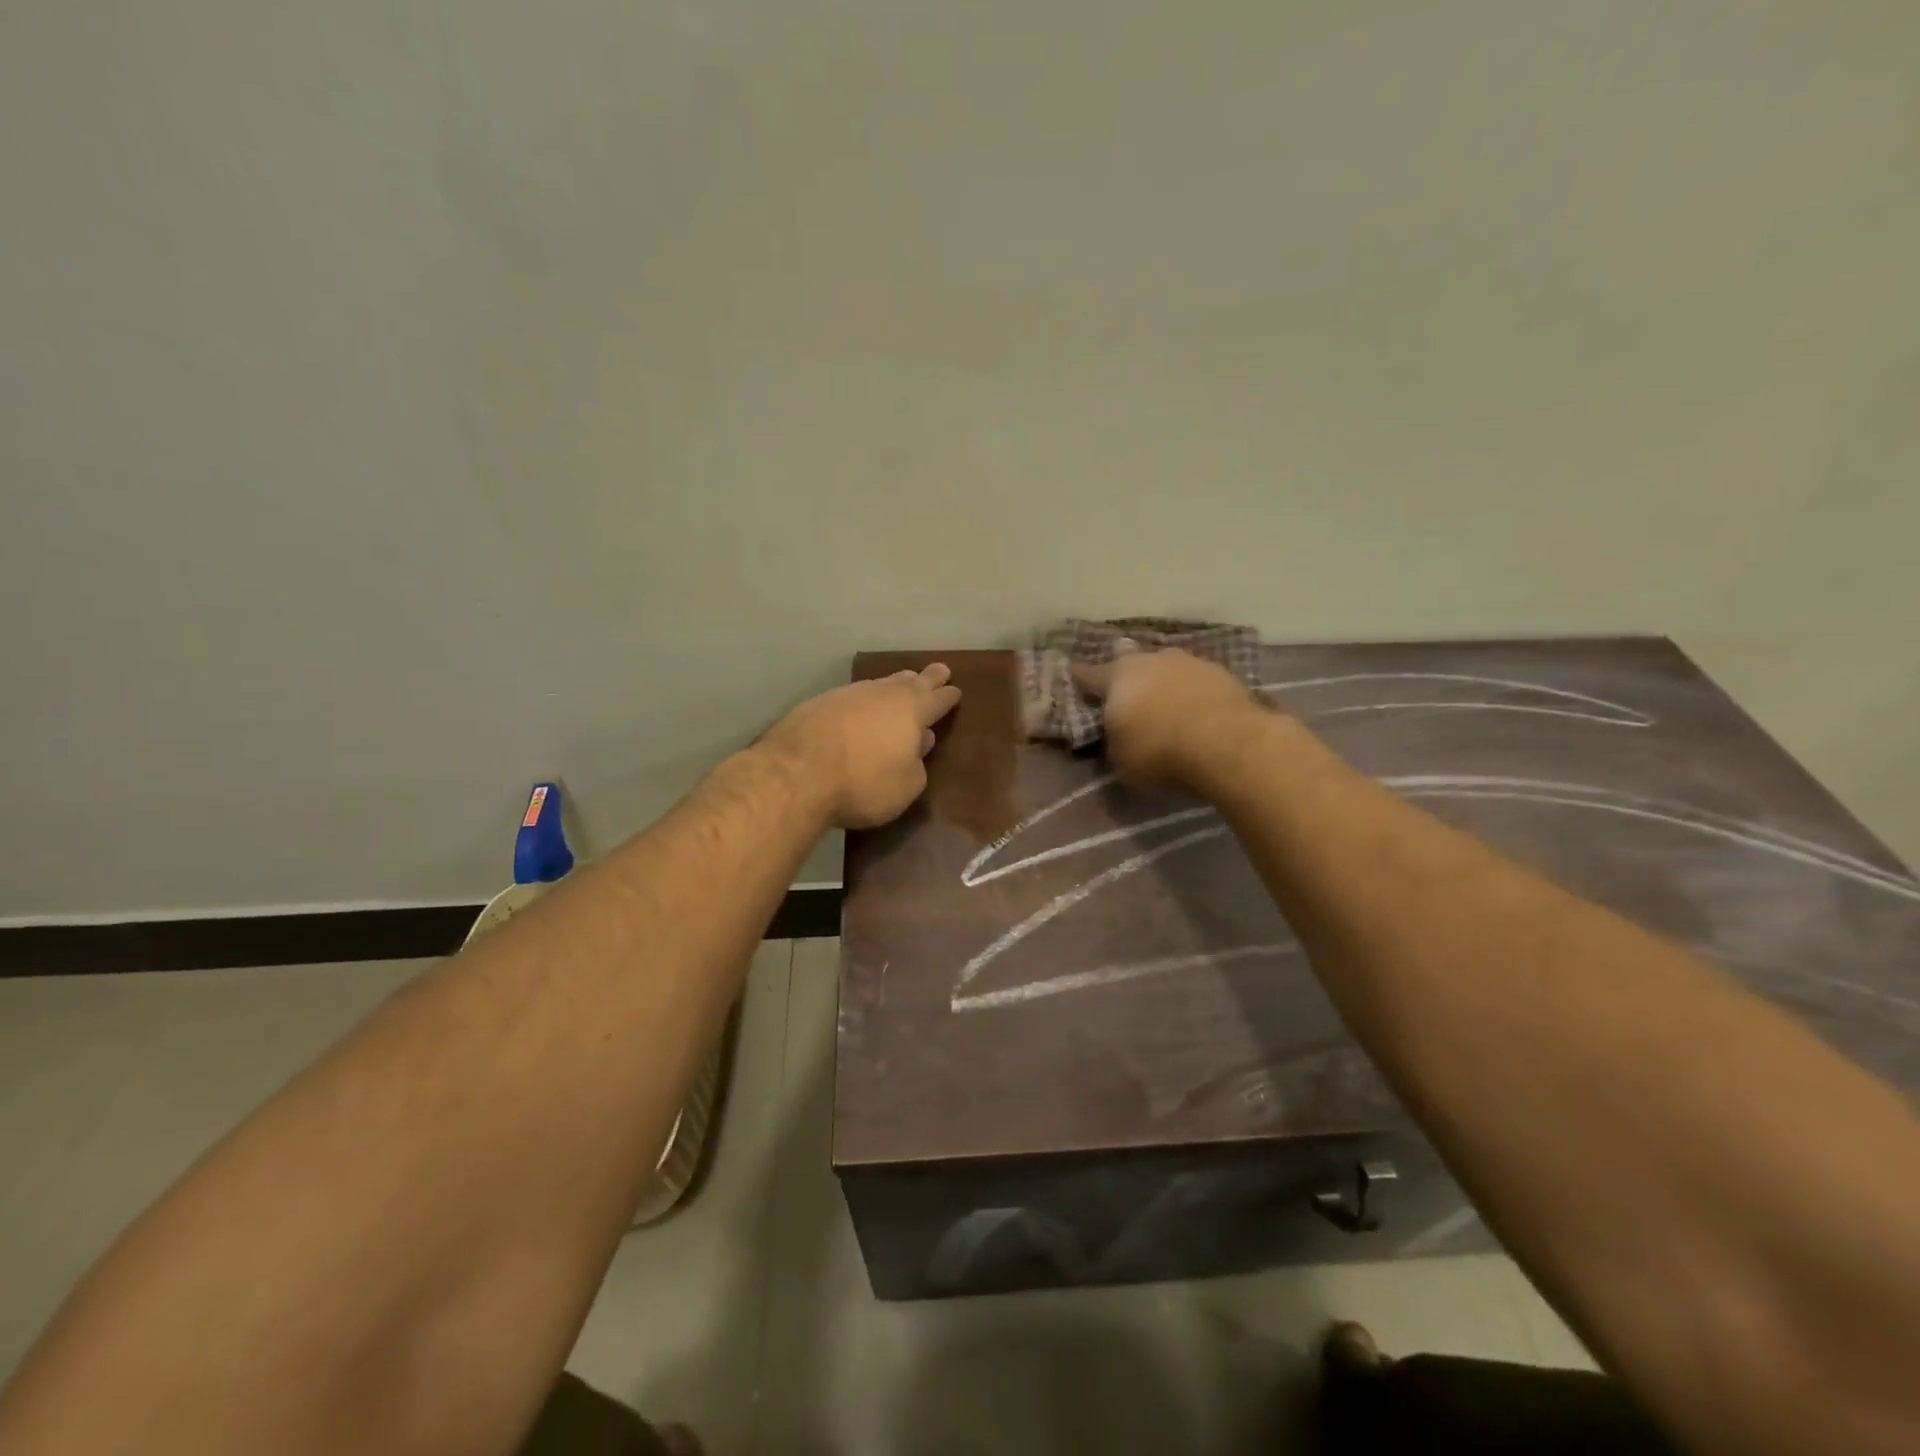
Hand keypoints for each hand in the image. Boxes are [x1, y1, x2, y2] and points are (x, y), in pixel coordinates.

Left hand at [763, 664, 962, 828]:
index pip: (937, 700)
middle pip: (910, 682)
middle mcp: (882, 694)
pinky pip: (852, 696)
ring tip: (902, 682)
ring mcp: (848, 695)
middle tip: (939, 670)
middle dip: (927, 678)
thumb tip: (918, 744)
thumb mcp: (905, 786)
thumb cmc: (863, 783)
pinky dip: (863, 700)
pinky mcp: (818, 704)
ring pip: (879, 684)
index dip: (948, 697)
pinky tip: (860, 706)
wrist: (797, 774)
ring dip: (894, 684)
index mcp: (911, 711)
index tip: (956, 691)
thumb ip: (917, 764)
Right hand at [1071, 644, 1265, 791]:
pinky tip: (1197, 713)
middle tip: (1126, 694)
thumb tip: (1117, 738)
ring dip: (1164, 684)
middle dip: (1127, 677)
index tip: (1073, 677)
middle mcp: (1150, 659)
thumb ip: (1114, 744)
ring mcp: (1190, 662)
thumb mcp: (1120, 762)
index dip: (1080, 679)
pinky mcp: (1224, 674)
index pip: (1088, 674)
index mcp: (1117, 676)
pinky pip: (1198, 683)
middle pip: (1131, 663)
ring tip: (1166, 705)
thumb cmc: (1159, 753)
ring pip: (1168, 669)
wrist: (1228, 745)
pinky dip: (1193, 695)